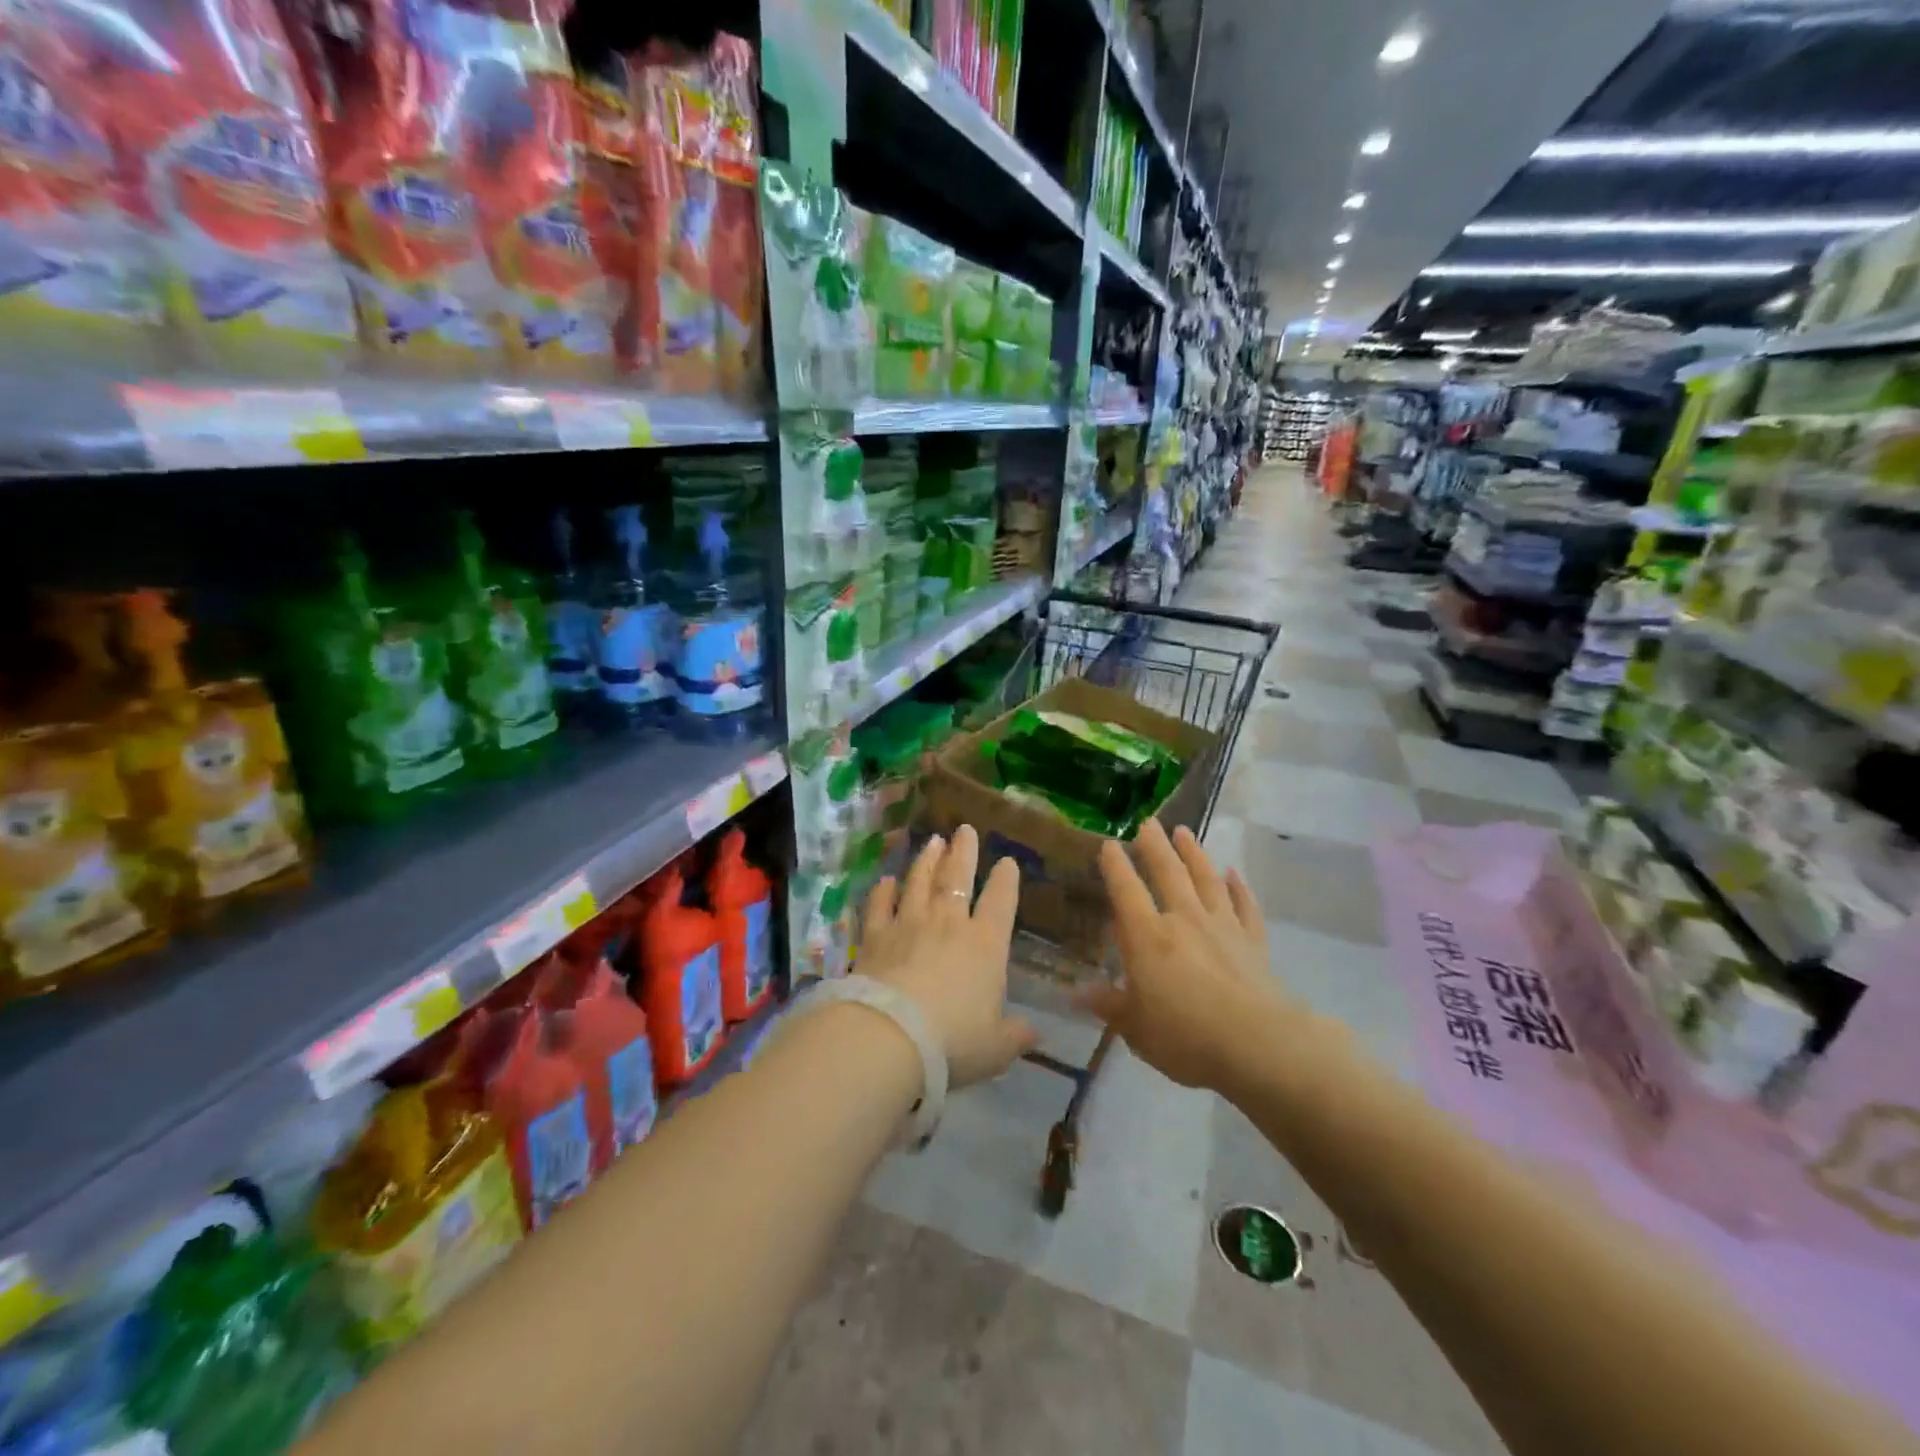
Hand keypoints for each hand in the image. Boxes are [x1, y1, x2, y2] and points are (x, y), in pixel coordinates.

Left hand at [856, 826, 1038, 1088]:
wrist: (890, 1037)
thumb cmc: (953, 1042)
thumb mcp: (995, 1047)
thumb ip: (1015, 1035)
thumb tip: (1034, 1031)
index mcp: (985, 945)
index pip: (1000, 902)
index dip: (1006, 880)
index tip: (1007, 861)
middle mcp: (949, 924)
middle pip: (957, 878)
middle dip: (964, 852)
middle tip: (965, 829)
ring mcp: (909, 925)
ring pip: (919, 883)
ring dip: (927, 860)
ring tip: (932, 840)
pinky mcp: (875, 936)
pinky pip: (880, 906)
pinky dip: (883, 891)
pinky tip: (885, 880)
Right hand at [1079, 820, 1292, 1091]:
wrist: (1258, 1044)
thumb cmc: (1186, 1036)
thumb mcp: (1136, 1028)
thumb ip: (1108, 1005)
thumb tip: (1074, 993)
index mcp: (1148, 937)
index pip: (1126, 891)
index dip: (1115, 866)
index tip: (1109, 843)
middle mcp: (1183, 920)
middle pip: (1168, 873)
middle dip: (1155, 846)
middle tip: (1148, 822)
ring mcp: (1222, 926)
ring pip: (1206, 880)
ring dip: (1194, 854)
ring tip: (1184, 832)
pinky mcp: (1253, 941)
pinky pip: (1245, 906)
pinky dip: (1239, 889)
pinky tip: (1234, 875)